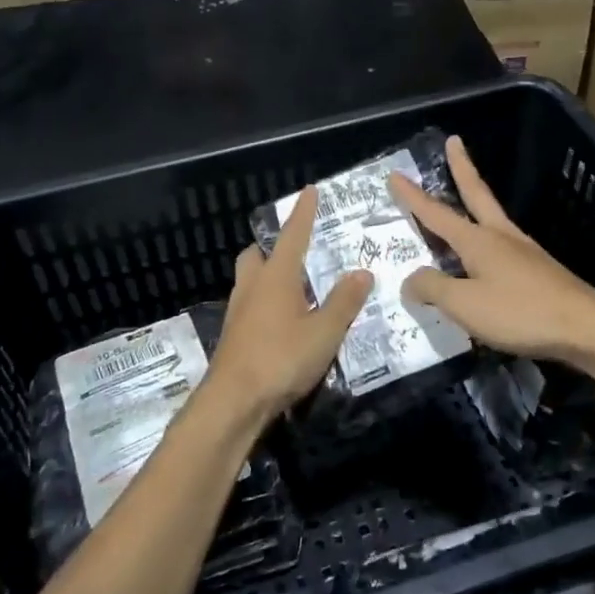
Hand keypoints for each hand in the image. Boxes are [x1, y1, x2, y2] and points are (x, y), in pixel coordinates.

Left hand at [201, 187, 373, 429]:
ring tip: (296, 288)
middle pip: (257, 255)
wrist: (233, 402)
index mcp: (276, 277)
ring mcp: (238, 311)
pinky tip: (283, 322)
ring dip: (268, 276)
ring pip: (250, 280)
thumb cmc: (281, 359)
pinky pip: (250, 305)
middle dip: (273, 248)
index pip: (292, 235)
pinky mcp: (233, 335)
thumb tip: (362, 272)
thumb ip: (344, 302)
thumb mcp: (324, 332)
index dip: (303, 213)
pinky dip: (265, 303)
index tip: (309, 191)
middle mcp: (252, 286)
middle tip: (297, 252)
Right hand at [388, 136, 594, 365]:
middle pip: (476, 194)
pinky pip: (503, 247)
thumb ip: (433, 289)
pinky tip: (486, 257)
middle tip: (454, 142)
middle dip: (462, 168)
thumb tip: (410, 279)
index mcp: (478, 241)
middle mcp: (501, 237)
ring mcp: (524, 252)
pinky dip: (487, 240)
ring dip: (476, 200)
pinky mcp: (539, 271)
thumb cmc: (520, 312)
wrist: (587, 328)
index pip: (436, 213)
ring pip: (492, 218)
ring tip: (465, 195)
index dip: (413, 196)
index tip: (396, 174)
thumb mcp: (465, 304)